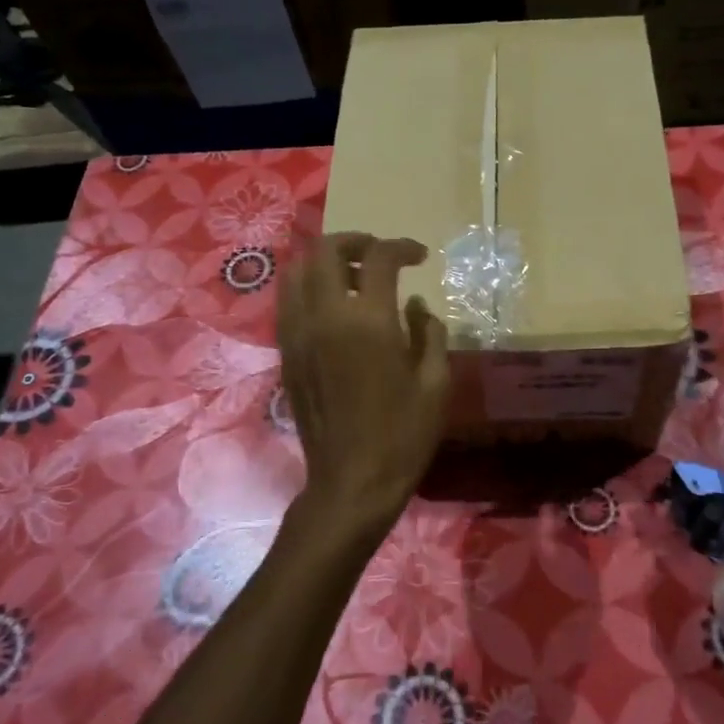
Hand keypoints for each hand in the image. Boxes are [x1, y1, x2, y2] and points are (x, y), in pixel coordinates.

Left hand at [276, 233, 450, 552]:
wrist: (352, 482)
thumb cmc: (403, 436)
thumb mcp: (436, 383)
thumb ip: (430, 333)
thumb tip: (415, 306)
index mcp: (369, 322)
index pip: (379, 258)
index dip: (402, 247)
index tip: (419, 257)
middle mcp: (326, 318)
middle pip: (326, 250)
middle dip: (356, 241)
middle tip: (380, 256)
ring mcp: (298, 335)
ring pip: (297, 271)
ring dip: (326, 262)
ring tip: (353, 277)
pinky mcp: (286, 354)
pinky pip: (288, 302)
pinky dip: (308, 288)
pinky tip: (333, 308)